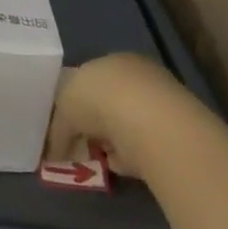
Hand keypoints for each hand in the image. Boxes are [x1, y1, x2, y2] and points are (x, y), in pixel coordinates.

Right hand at [44, 52, 181, 179]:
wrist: (148, 122)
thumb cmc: (97, 99)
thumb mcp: (64, 108)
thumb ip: (58, 127)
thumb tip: (54, 150)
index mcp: (110, 61)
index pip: (89, 79)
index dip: (75, 102)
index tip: (66, 124)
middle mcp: (136, 79)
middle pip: (108, 103)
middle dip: (93, 125)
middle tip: (79, 146)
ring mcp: (157, 107)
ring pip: (125, 126)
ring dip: (111, 143)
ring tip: (96, 159)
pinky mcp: (173, 137)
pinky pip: (142, 148)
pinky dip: (128, 159)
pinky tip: (116, 167)